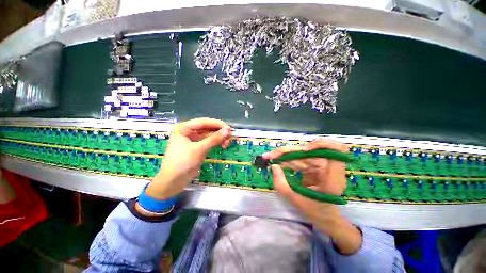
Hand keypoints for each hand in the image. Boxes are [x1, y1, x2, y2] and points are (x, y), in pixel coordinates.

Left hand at [145, 118, 231, 199]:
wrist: (173, 181)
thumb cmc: (182, 162)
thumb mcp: (199, 149)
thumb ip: (214, 139)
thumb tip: (228, 131)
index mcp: (185, 128)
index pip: (204, 122)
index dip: (218, 124)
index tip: (229, 129)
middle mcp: (189, 132)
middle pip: (208, 128)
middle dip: (219, 132)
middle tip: (230, 136)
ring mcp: (194, 140)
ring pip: (210, 135)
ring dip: (219, 138)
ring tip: (227, 143)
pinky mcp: (198, 148)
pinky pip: (209, 142)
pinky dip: (216, 143)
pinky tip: (223, 145)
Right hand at [264, 139, 361, 254]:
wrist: (325, 217)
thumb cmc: (315, 212)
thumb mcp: (295, 200)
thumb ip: (281, 183)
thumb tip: (273, 166)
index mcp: (332, 178)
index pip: (336, 150)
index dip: (321, 145)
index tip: (304, 150)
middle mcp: (330, 168)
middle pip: (309, 151)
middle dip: (288, 151)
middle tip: (270, 155)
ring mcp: (322, 166)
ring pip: (302, 154)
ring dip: (285, 155)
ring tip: (270, 158)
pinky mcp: (315, 166)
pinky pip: (300, 159)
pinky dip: (288, 160)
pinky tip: (278, 162)